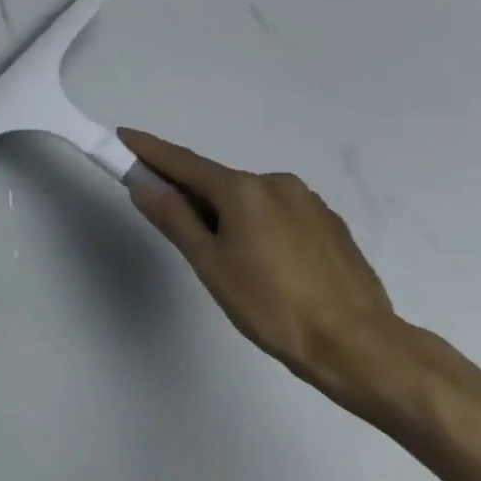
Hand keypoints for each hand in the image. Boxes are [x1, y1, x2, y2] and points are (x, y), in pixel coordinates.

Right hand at [119, 128, 413, 415]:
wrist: (357, 344)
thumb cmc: (271, 305)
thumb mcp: (209, 263)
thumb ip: (174, 218)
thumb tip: (143, 184)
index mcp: (243, 189)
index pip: (183, 163)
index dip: (149, 150)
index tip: (124, 136)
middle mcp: (276, 183)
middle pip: (217, 182)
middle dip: (190, 194)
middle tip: (172, 224)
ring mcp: (308, 202)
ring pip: (249, 200)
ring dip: (226, 213)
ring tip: (226, 259)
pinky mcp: (330, 224)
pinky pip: (277, 213)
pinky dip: (257, 224)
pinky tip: (263, 261)